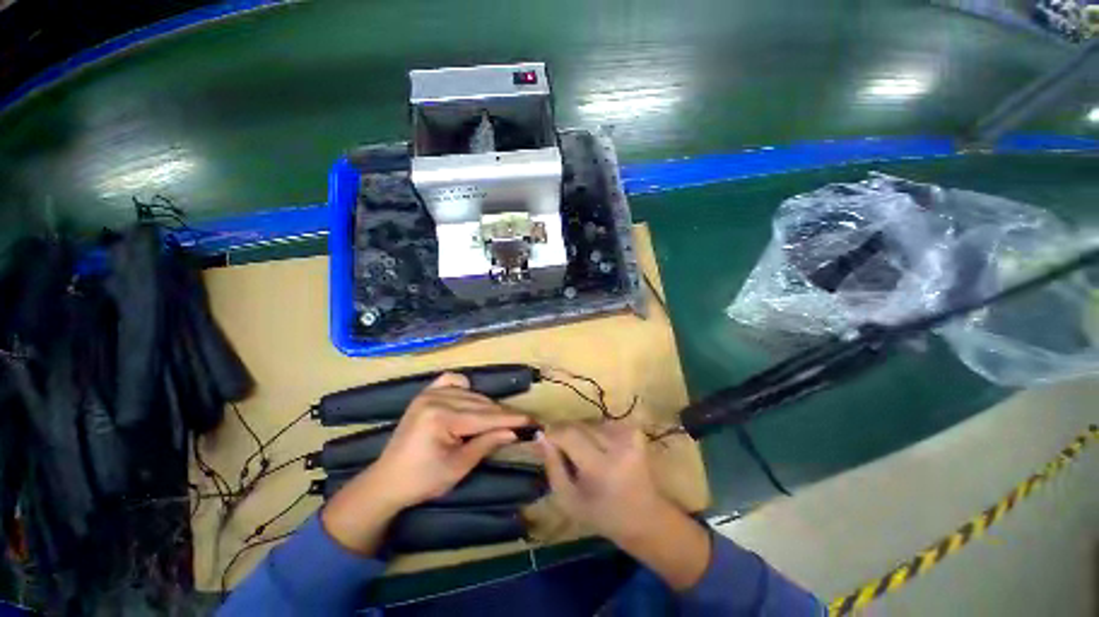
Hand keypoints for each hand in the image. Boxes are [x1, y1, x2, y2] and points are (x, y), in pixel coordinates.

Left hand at [322, 373, 530, 553]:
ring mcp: (429, 392)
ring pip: (471, 394)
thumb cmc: (422, 480)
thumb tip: (514, 431)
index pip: (485, 417)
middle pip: (480, 404)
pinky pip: (452, 381)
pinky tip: (470, 399)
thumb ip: (487, 444)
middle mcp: (436, 398)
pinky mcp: (425, 393)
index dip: (511, 419)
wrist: (386, 481)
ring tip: (500, 419)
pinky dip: (466, 388)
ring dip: (487, 406)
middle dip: (502, 414)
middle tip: (522, 422)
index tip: (533, 421)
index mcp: (441, 418)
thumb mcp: (459, 467)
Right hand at [538, 422, 710, 590]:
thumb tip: (540, 436)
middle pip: (579, 425)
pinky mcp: (636, 431)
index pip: (568, 434)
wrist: (646, 518)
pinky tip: (602, 450)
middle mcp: (617, 446)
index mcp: (601, 468)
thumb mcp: (569, 500)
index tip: (545, 440)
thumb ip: (552, 467)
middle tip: (564, 451)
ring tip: (585, 454)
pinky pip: (604, 423)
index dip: (553, 434)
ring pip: (590, 422)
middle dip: (566, 434)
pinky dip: (597, 433)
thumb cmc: (604, 515)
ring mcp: (629, 436)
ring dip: (582, 433)